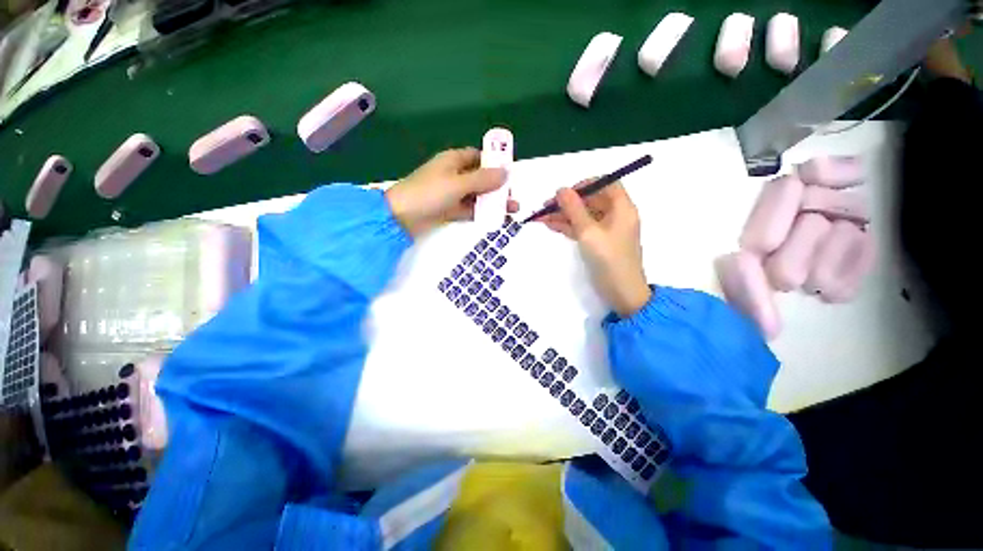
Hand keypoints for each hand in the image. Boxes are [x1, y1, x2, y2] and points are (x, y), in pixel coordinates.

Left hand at [386, 148, 517, 236]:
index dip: (493, 163)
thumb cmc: (429, 193)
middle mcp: (453, 175)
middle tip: (513, 197)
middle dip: (496, 186)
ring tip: (511, 210)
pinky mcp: (449, 210)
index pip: (477, 157)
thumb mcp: (458, 184)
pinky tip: (495, 218)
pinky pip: (469, 209)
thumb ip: (483, 179)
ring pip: (476, 195)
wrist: (401, 217)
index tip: (509, 173)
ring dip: (492, 201)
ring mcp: (451, 194)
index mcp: (453, 160)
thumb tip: (506, 172)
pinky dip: (481, 213)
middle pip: (480, 178)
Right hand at [541, 182, 651, 316]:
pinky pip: (582, 228)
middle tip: (546, 206)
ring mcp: (607, 230)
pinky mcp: (598, 242)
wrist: (621, 292)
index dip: (586, 184)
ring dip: (564, 215)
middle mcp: (616, 215)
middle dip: (568, 202)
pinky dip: (568, 226)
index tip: (566, 192)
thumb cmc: (608, 259)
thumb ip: (574, 209)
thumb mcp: (589, 232)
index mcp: (622, 208)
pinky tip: (551, 225)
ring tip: (541, 217)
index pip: (606, 184)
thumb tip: (561, 189)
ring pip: (584, 215)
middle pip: (591, 200)